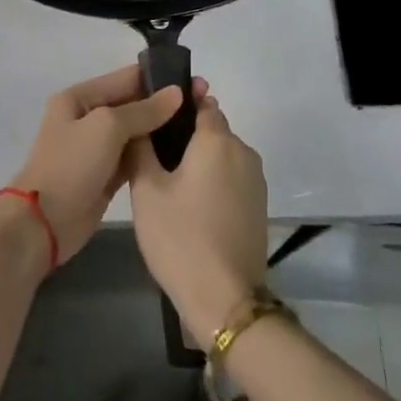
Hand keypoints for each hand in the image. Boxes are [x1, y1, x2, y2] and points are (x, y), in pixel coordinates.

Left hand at [6, 64, 188, 263]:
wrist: (43, 224)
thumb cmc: (71, 165)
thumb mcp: (106, 127)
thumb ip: (143, 110)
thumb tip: (177, 93)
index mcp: (80, 97)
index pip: (126, 78)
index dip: (159, 78)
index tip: (195, 82)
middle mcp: (88, 117)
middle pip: (133, 104)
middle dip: (165, 104)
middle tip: (204, 104)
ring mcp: (97, 148)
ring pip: (136, 131)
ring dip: (162, 129)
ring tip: (199, 126)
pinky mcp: (106, 174)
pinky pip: (135, 156)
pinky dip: (153, 154)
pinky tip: (182, 152)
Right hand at [129, 90, 268, 341]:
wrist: (224, 297)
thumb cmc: (180, 237)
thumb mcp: (147, 190)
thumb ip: (141, 148)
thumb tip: (141, 123)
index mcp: (217, 140)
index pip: (202, 103)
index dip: (181, 103)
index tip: (159, 113)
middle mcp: (243, 151)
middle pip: (214, 130)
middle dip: (188, 136)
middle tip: (155, 156)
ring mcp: (256, 181)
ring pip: (223, 157)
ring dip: (202, 161)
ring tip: (170, 184)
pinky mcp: (259, 207)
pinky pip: (233, 180)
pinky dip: (214, 183)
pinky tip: (192, 206)